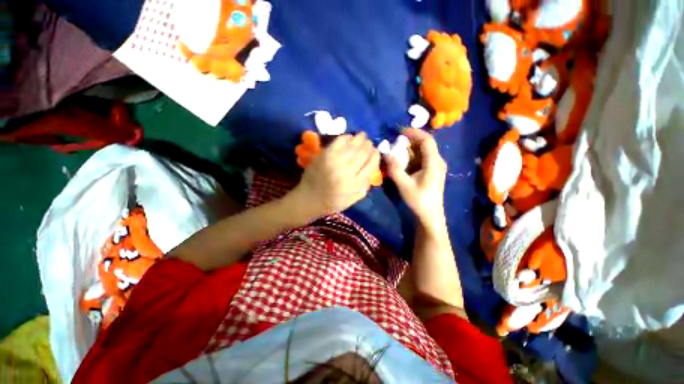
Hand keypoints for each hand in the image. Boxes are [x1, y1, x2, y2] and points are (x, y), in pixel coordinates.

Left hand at [290, 133, 379, 219]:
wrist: (308, 199)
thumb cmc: (331, 202)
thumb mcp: (352, 200)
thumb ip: (364, 187)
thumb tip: (372, 170)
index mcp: (354, 184)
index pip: (370, 165)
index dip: (375, 156)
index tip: (376, 152)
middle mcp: (346, 171)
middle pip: (363, 153)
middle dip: (368, 145)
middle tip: (369, 143)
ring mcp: (334, 162)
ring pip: (352, 146)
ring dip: (360, 138)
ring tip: (362, 136)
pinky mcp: (324, 155)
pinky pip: (338, 142)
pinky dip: (346, 137)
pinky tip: (349, 137)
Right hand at [386, 128, 447, 229]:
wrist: (430, 215)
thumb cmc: (419, 200)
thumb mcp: (404, 185)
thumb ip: (394, 169)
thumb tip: (386, 154)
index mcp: (434, 163)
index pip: (427, 140)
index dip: (414, 133)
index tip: (400, 132)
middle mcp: (438, 161)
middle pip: (425, 144)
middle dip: (410, 141)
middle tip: (395, 143)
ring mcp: (436, 166)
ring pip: (423, 151)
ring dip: (410, 149)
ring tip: (396, 152)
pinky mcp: (433, 171)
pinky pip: (422, 159)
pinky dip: (412, 157)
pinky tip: (403, 162)